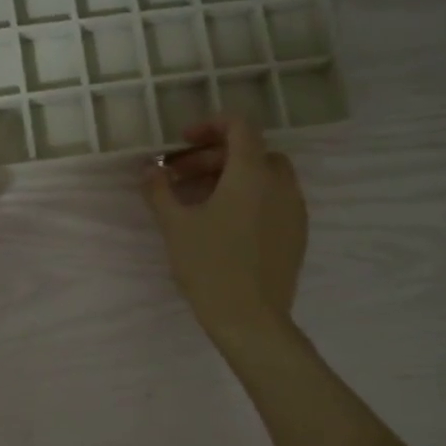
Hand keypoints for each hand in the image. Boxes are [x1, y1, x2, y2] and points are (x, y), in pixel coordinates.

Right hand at [142, 115, 305, 345]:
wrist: (251, 320)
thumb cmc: (210, 267)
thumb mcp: (175, 225)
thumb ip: (159, 189)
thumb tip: (148, 168)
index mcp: (251, 173)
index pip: (240, 126)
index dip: (210, 125)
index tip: (184, 142)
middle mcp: (279, 183)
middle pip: (250, 151)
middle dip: (213, 156)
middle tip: (181, 177)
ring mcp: (294, 209)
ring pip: (264, 176)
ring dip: (232, 176)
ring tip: (199, 201)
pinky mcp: (297, 233)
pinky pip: (274, 199)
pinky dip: (250, 197)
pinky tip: (225, 223)